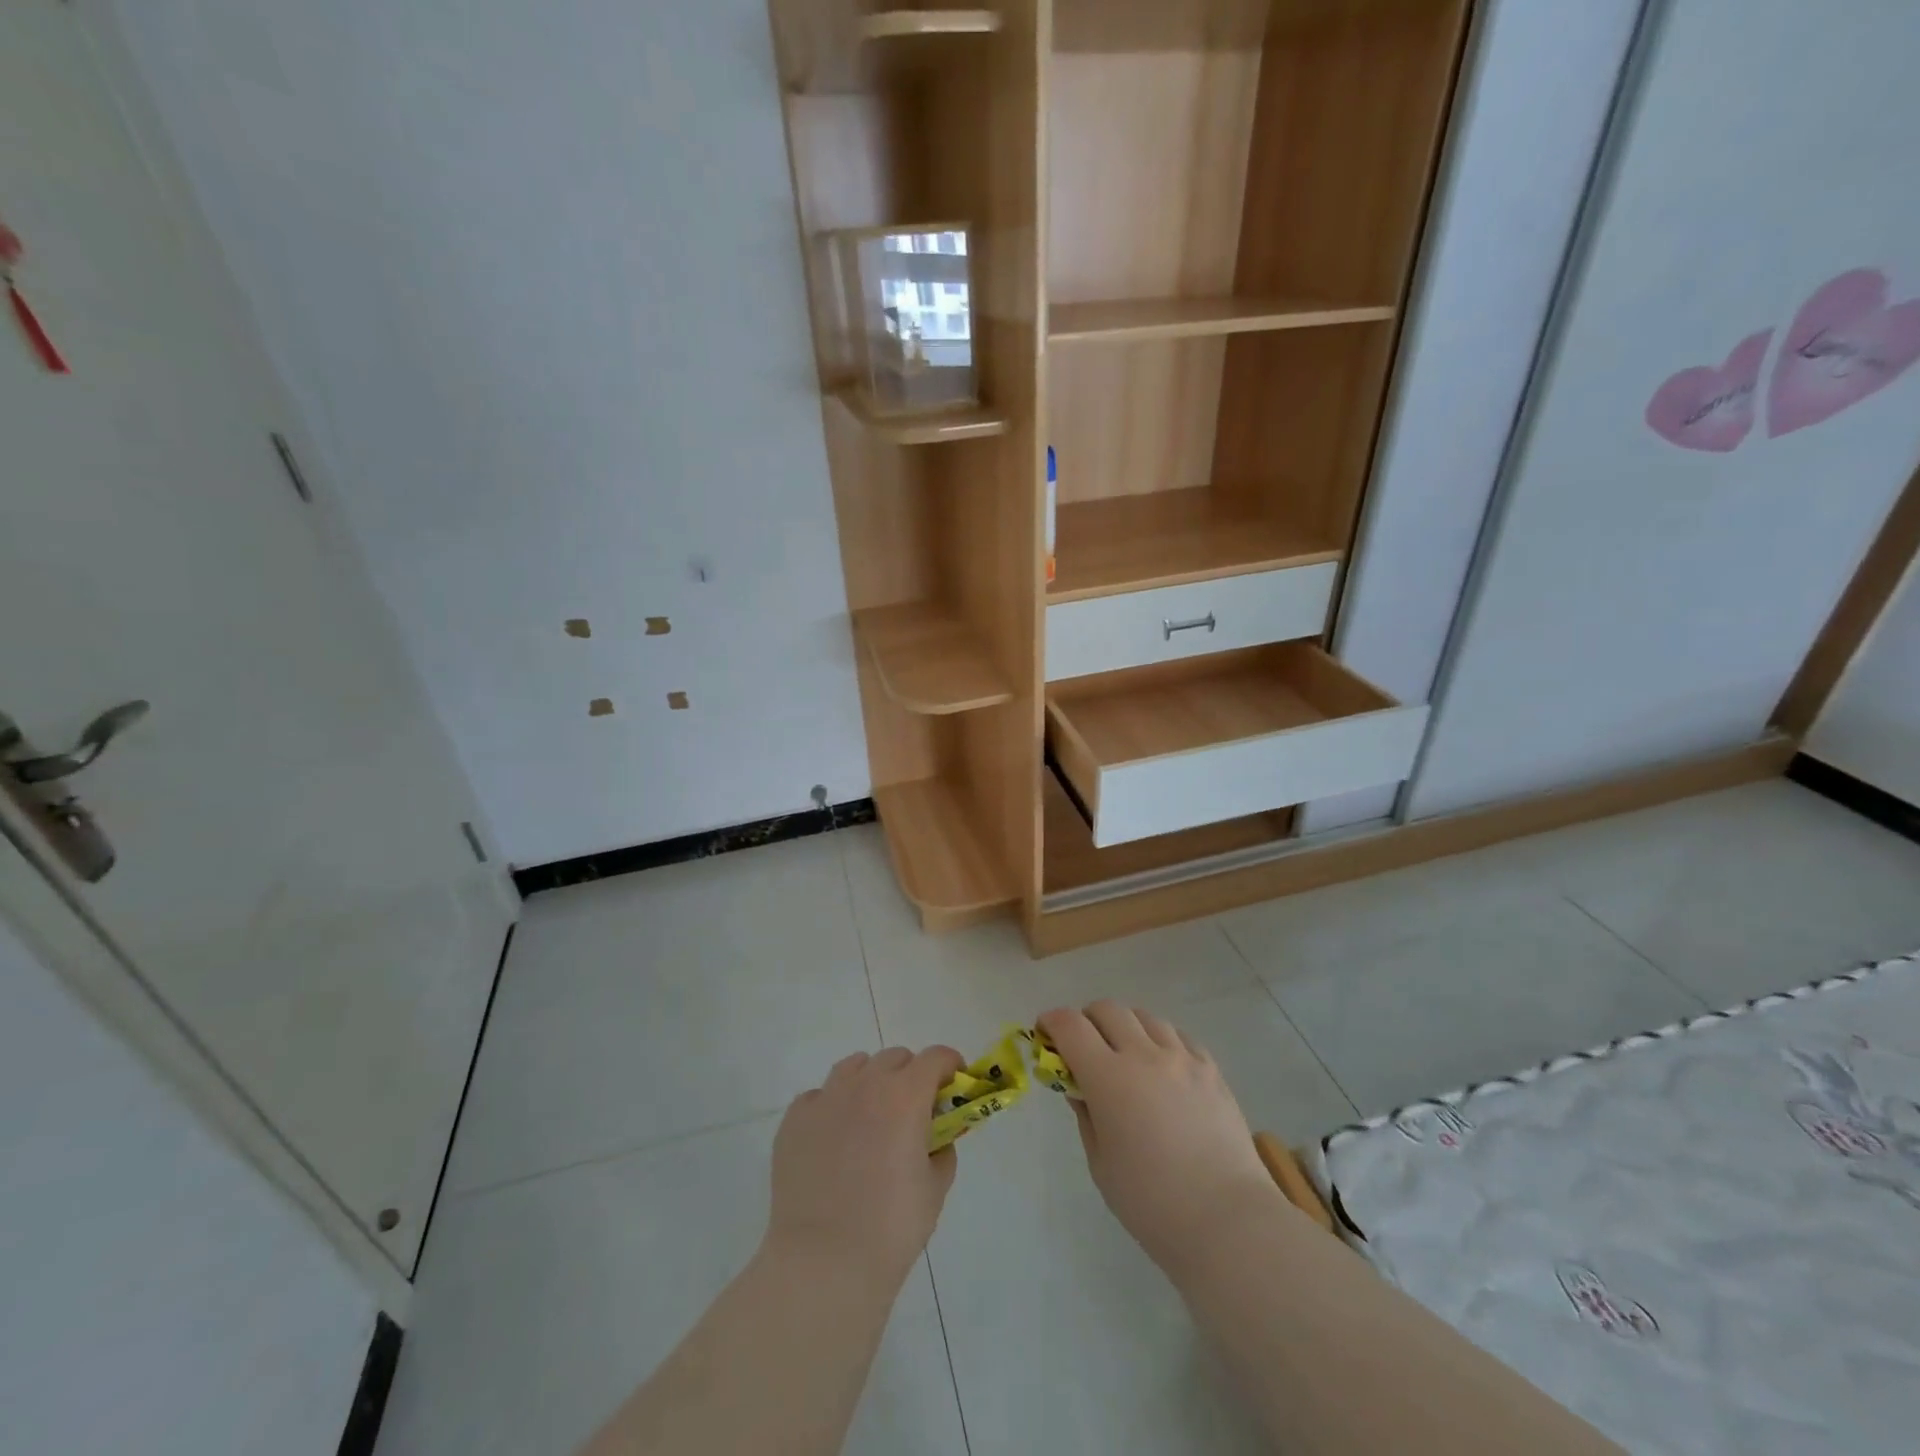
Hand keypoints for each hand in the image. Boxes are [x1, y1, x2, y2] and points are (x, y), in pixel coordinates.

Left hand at [766, 1045, 964, 1289]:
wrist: (824, 1262)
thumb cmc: (891, 1228)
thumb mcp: (935, 1189)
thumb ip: (942, 1151)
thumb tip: (936, 1139)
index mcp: (905, 1096)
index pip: (935, 1057)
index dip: (950, 1065)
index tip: (954, 1083)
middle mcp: (865, 1084)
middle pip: (894, 1058)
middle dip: (910, 1074)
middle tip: (914, 1109)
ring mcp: (825, 1098)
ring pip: (854, 1067)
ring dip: (871, 1081)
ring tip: (872, 1117)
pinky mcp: (794, 1120)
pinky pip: (819, 1096)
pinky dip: (833, 1107)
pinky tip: (834, 1139)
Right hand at [1037, 1002, 1282, 1273]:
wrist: (1227, 1221)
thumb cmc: (1152, 1203)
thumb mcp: (1101, 1163)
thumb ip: (1086, 1115)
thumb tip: (1079, 1087)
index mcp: (1109, 1077)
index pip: (1070, 1025)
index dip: (1051, 1022)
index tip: (1044, 1033)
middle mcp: (1144, 1054)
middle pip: (1107, 1009)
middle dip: (1086, 1020)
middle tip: (1083, 1048)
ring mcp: (1182, 1058)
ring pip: (1144, 1016)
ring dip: (1125, 1027)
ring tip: (1126, 1057)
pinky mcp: (1211, 1069)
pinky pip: (1178, 1036)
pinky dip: (1160, 1041)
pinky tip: (1162, 1068)